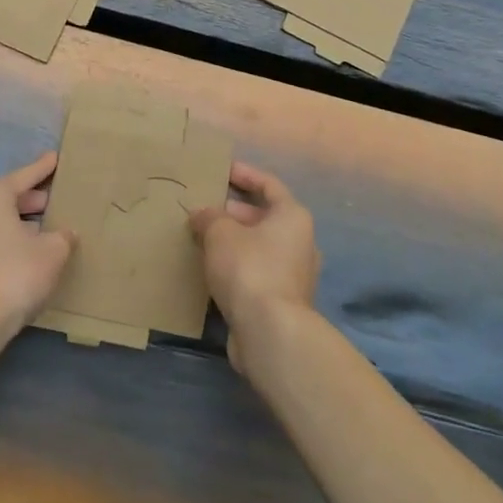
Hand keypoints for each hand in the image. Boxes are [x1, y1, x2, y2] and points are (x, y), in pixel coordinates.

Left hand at [0, 151, 75, 336]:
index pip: (25, 176)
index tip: (56, 157)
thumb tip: (64, 234)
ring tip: (42, 228)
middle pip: (7, 197)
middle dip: (31, 198)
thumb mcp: (53, 251)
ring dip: (17, 222)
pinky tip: (23, 253)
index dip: (44, 168)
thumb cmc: (15, 274)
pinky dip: (4, 240)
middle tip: (54, 200)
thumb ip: (63, 236)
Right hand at [189, 162, 320, 372]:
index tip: (222, 169)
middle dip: (233, 212)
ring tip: (202, 238)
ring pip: (259, 247)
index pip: (268, 184)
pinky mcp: (282, 301)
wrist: (270, 332)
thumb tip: (201, 215)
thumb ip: (209, 217)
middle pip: (264, 216)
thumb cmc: (249, 268)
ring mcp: (294, 274)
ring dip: (234, 241)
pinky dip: (236, 266)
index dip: (244, 174)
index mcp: (292, 216)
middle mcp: (300, 241)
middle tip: (204, 209)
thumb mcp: (220, 233)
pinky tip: (211, 269)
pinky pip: (256, 272)